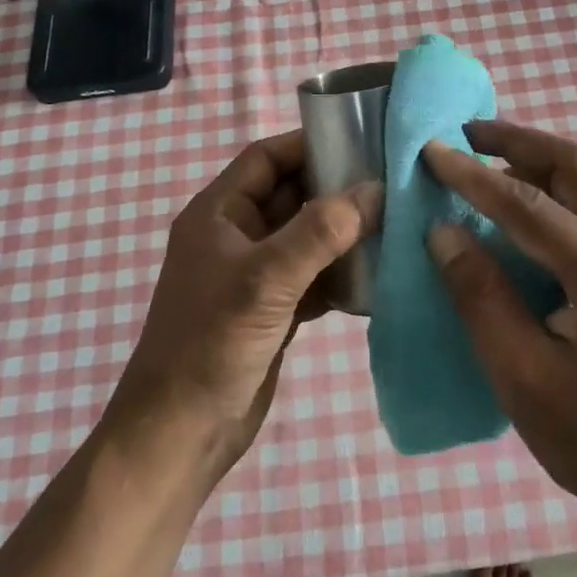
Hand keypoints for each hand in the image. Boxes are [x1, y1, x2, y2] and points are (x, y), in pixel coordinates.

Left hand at [108, 131, 380, 477]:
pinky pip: (314, 276)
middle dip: (338, 190)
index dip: (310, 144)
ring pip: (307, 237)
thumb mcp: (266, 280)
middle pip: (293, 195)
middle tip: (392, 183)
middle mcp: (236, 236)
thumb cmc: (211, 344)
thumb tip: (375, 190)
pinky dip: (341, 274)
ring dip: (345, 234)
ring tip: (396, 224)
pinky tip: (378, 276)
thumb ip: (320, 232)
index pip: (267, 158)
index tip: (363, 141)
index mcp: (219, 214)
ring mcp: (255, 275)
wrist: (180, 436)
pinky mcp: (273, 310)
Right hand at [423, 121, 576, 535]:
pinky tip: (517, 209)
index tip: (431, 151)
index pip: (529, 207)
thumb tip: (443, 233)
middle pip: (575, 166)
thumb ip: (482, 298)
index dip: (474, 177)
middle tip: (466, 134)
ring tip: (484, 160)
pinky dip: (550, 191)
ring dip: (534, 161)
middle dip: (517, 141)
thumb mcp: (523, 378)